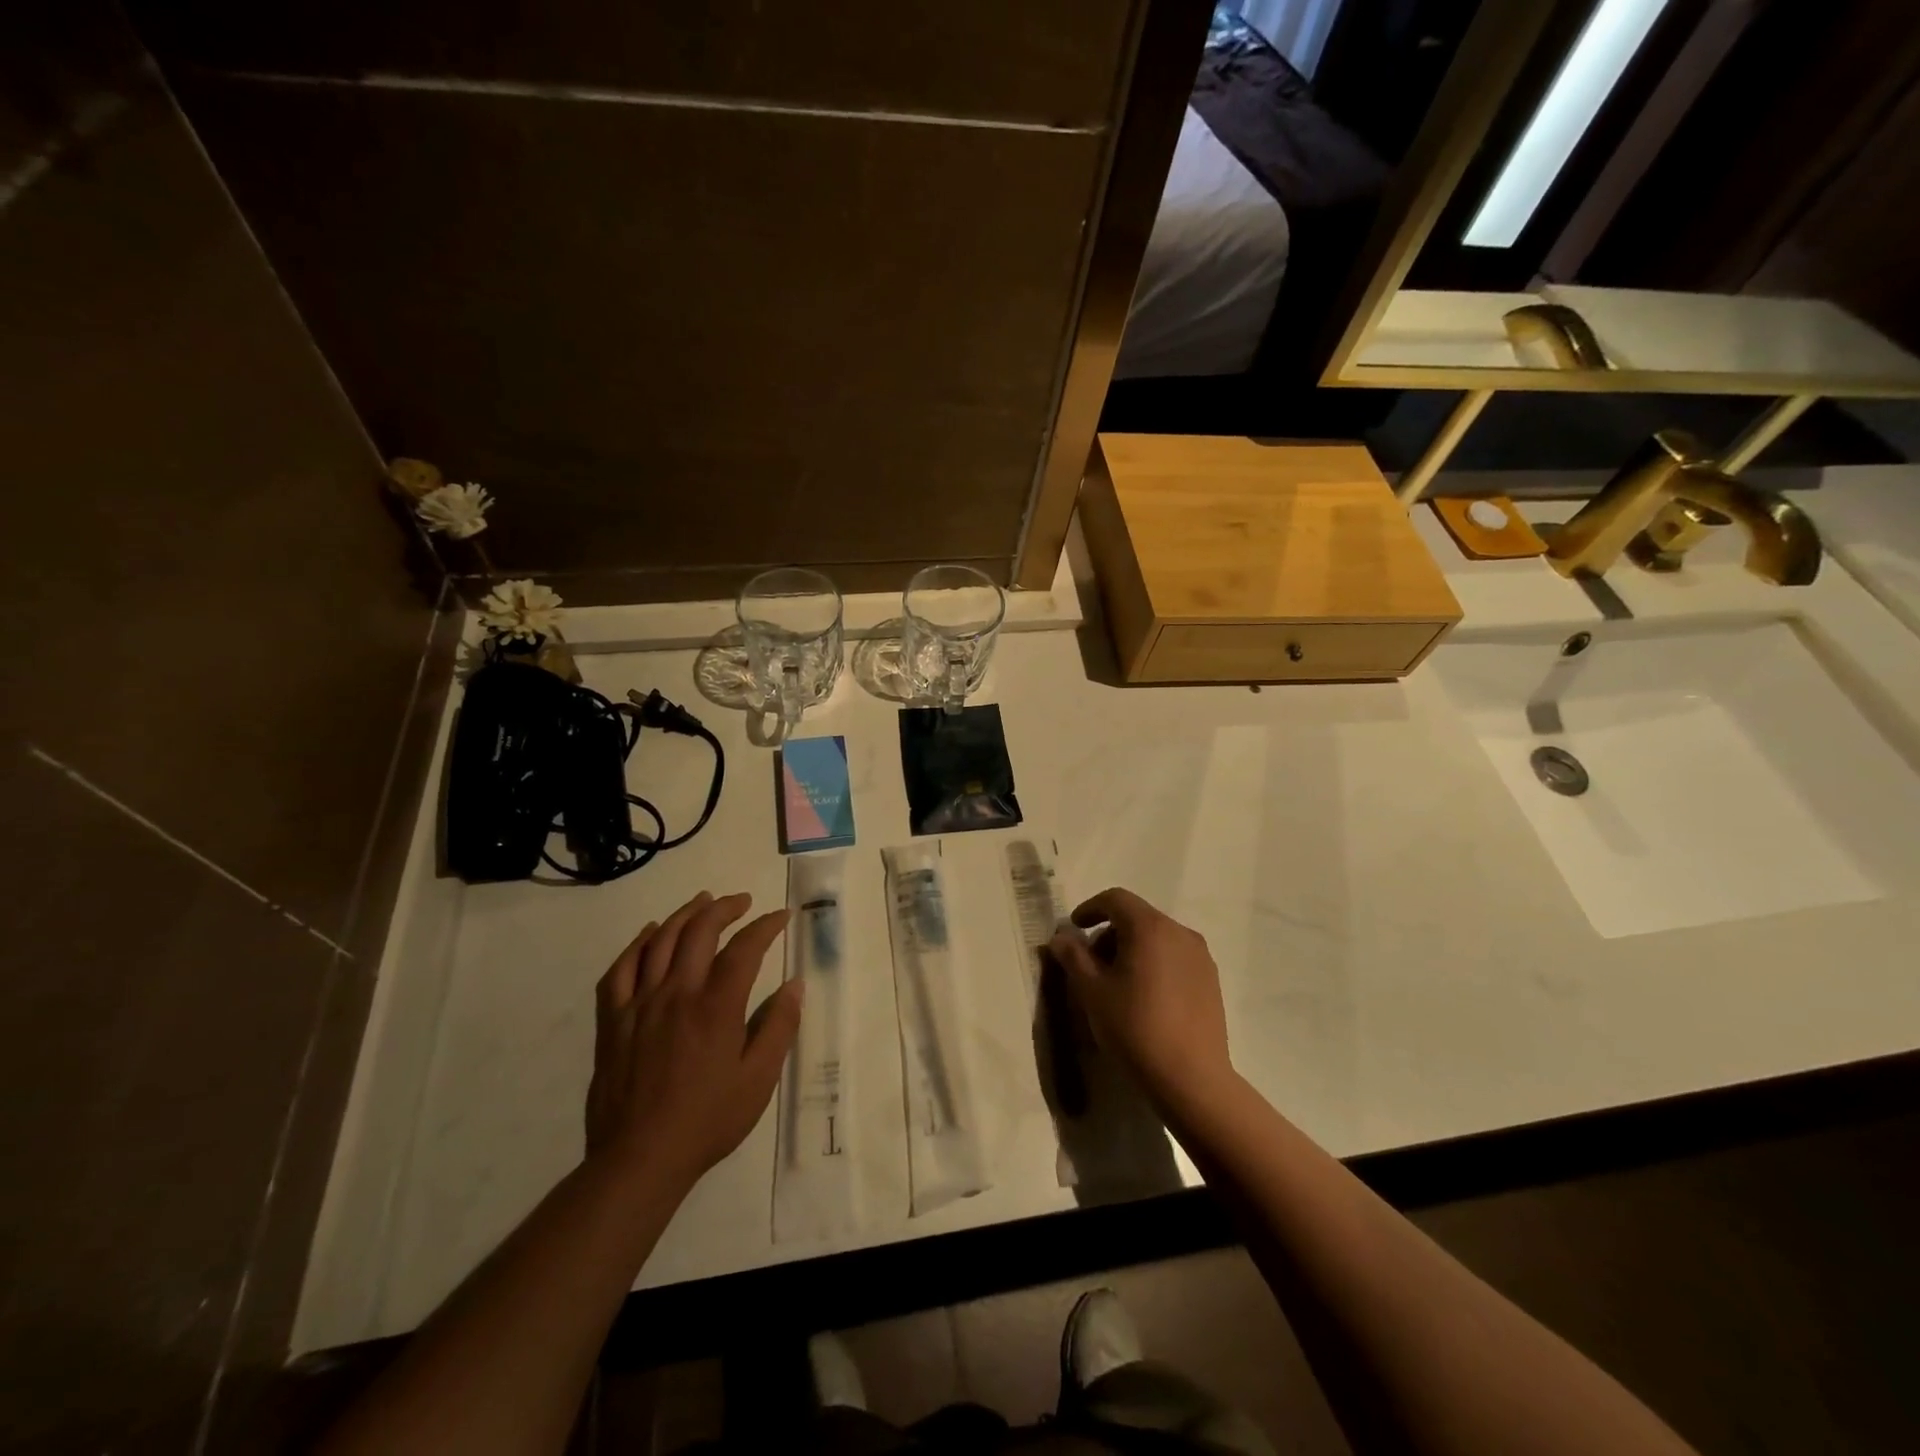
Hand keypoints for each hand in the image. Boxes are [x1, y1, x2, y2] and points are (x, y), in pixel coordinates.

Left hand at [586, 891, 801, 1192]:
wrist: (640, 1159)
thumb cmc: (707, 1120)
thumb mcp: (759, 1080)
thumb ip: (779, 1027)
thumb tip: (795, 985)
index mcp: (716, 1007)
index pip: (745, 948)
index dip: (765, 926)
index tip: (780, 917)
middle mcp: (677, 994)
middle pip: (700, 931)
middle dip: (725, 908)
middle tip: (742, 902)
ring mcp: (640, 1004)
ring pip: (661, 942)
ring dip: (685, 915)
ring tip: (702, 902)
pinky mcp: (613, 1021)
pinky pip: (620, 969)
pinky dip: (637, 944)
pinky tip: (651, 934)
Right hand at [1047, 888, 1233, 1116]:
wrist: (1191, 1078)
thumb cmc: (1135, 1028)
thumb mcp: (1092, 991)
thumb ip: (1073, 957)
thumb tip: (1061, 937)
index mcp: (1150, 927)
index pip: (1115, 899)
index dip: (1090, 908)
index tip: (1074, 928)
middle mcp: (1180, 932)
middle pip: (1138, 917)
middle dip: (1110, 934)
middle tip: (1091, 964)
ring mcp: (1201, 956)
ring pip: (1158, 938)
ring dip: (1132, 949)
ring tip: (1117, 984)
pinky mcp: (1211, 980)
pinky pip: (1176, 957)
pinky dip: (1155, 963)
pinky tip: (1146, 998)